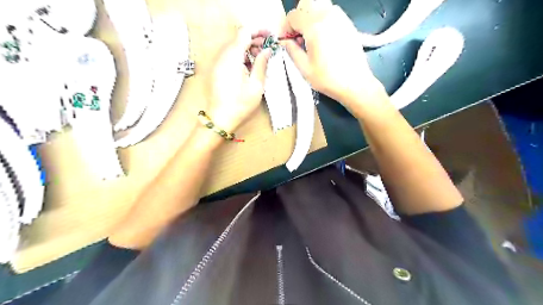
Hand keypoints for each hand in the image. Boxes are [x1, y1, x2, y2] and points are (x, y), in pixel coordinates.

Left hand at [205, 29, 269, 133]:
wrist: (220, 118)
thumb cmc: (240, 104)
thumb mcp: (256, 85)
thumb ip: (262, 64)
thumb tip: (267, 50)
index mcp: (232, 57)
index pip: (244, 32)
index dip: (258, 31)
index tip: (269, 36)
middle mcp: (222, 56)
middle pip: (239, 38)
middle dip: (254, 40)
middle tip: (268, 49)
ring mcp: (218, 63)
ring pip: (234, 47)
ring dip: (248, 49)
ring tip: (261, 59)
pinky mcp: (217, 70)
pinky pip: (229, 56)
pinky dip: (241, 57)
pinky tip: (250, 67)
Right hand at [282, 2, 388, 110]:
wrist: (355, 83)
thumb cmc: (328, 79)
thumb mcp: (304, 68)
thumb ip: (292, 51)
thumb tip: (286, 42)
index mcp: (314, 26)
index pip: (293, 16)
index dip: (286, 28)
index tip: (288, 41)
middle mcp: (328, 15)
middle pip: (307, 3)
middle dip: (299, 17)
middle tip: (298, 36)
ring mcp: (340, 18)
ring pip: (319, 5)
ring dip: (310, 17)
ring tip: (311, 38)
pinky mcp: (348, 23)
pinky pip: (331, 13)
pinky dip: (322, 20)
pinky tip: (323, 39)